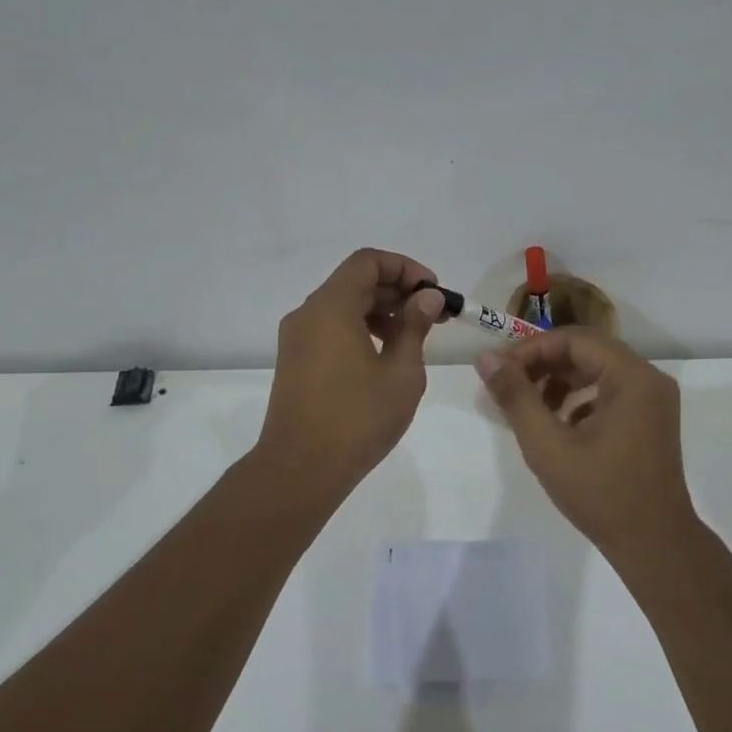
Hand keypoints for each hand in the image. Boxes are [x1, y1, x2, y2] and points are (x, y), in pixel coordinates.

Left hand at [257, 248, 445, 493]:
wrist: (300, 469)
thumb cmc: (358, 418)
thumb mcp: (401, 372)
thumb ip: (415, 327)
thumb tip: (426, 297)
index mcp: (331, 307)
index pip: (368, 261)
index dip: (405, 268)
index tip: (433, 291)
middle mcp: (308, 314)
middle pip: (355, 281)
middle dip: (398, 291)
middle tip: (434, 315)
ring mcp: (297, 339)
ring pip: (343, 306)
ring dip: (381, 312)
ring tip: (415, 337)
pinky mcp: (296, 361)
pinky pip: (331, 328)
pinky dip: (361, 329)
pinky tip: (386, 356)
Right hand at [476, 329, 697, 554]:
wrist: (653, 544)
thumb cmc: (600, 493)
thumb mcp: (547, 444)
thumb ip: (515, 396)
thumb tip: (486, 358)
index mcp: (632, 376)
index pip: (574, 340)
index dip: (531, 349)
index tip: (499, 370)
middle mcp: (649, 378)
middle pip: (587, 352)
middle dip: (543, 365)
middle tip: (507, 385)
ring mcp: (654, 400)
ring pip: (597, 372)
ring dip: (560, 382)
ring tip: (528, 407)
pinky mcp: (651, 420)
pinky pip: (609, 393)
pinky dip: (579, 400)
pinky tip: (557, 425)